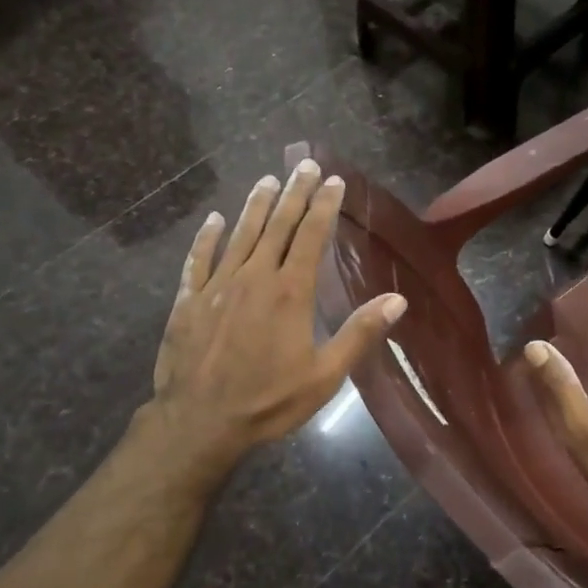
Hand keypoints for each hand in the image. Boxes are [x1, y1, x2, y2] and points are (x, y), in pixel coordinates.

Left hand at [149, 159, 405, 469]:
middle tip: (305, 164)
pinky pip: (199, 259)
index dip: (323, 206)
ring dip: (256, 205)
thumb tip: (398, 300)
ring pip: (240, 234)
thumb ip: (359, 333)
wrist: (200, 423)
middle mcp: (254, 277)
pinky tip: (214, 220)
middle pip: (277, 225)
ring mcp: (217, 286)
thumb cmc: (269, 401)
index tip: (333, 180)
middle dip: (294, 193)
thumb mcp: (325, 376)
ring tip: (268, 180)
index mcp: (290, 292)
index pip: (311, 236)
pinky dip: (207, 237)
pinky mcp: (189, 300)